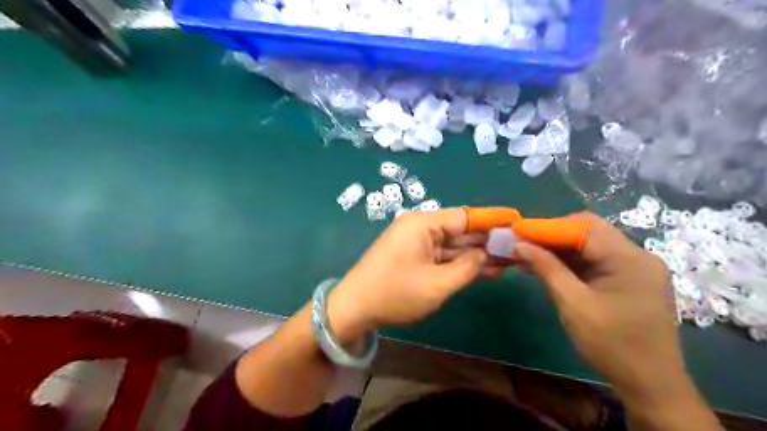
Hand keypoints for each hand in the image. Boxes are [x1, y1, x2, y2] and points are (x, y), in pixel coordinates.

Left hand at [326, 207, 507, 341]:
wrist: (355, 307)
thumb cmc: (395, 293)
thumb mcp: (437, 283)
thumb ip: (467, 267)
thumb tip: (484, 254)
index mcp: (423, 223)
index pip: (466, 216)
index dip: (493, 219)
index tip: (517, 220)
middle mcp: (420, 227)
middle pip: (461, 230)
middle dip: (488, 241)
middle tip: (518, 248)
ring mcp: (416, 242)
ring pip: (453, 245)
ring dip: (477, 254)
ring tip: (509, 261)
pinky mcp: (414, 256)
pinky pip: (442, 256)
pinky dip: (460, 263)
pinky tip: (485, 269)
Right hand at [507, 213, 681, 404]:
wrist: (650, 385)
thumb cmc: (612, 345)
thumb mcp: (573, 304)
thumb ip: (546, 268)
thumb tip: (519, 244)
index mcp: (629, 259)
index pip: (583, 227)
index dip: (547, 226)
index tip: (518, 232)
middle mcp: (637, 255)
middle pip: (587, 231)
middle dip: (552, 236)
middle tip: (523, 245)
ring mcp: (635, 267)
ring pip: (589, 245)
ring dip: (559, 249)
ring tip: (528, 256)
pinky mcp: (629, 279)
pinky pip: (595, 260)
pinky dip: (570, 262)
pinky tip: (548, 268)